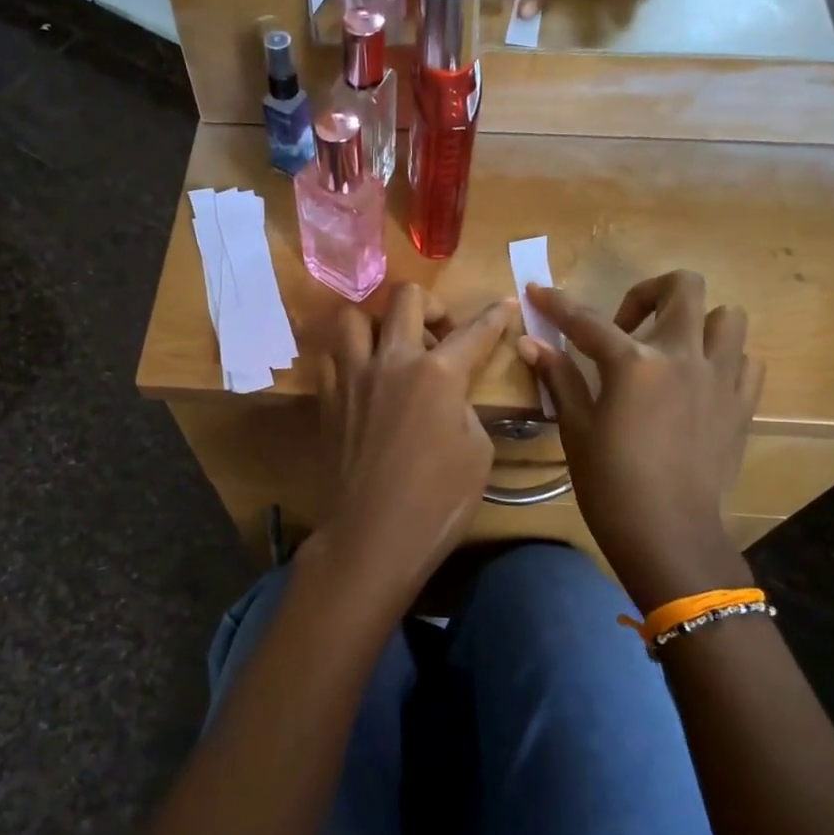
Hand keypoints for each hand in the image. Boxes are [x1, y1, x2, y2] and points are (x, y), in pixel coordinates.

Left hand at [314, 285, 517, 608]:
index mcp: (438, 374)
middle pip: (407, 298)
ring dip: (379, 323)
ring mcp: (352, 377)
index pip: (475, 331)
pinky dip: (349, 356)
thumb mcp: (477, 453)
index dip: (497, 316)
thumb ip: (465, 409)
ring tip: (393, 349)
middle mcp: (391, 361)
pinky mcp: (327, 398)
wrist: (373, 535)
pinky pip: (332, 356)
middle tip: (441, 334)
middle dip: (433, 305)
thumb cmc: (438, 501)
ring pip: (355, 316)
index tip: (506, 304)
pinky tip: (364, 378)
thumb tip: (450, 397)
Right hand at [519, 272, 761, 609]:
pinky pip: (745, 360)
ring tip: (669, 351)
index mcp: (635, 364)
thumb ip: (559, 378)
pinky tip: (698, 382)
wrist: (669, 534)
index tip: (537, 290)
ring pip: (728, 316)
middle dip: (648, 292)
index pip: (588, 320)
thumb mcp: (576, 429)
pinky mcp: (743, 405)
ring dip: (696, 322)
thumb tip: (531, 343)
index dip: (557, 303)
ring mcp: (721, 378)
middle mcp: (684, 357)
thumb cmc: (611, 484)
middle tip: (625, 326)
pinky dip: (723, 358)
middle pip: (683, 287)